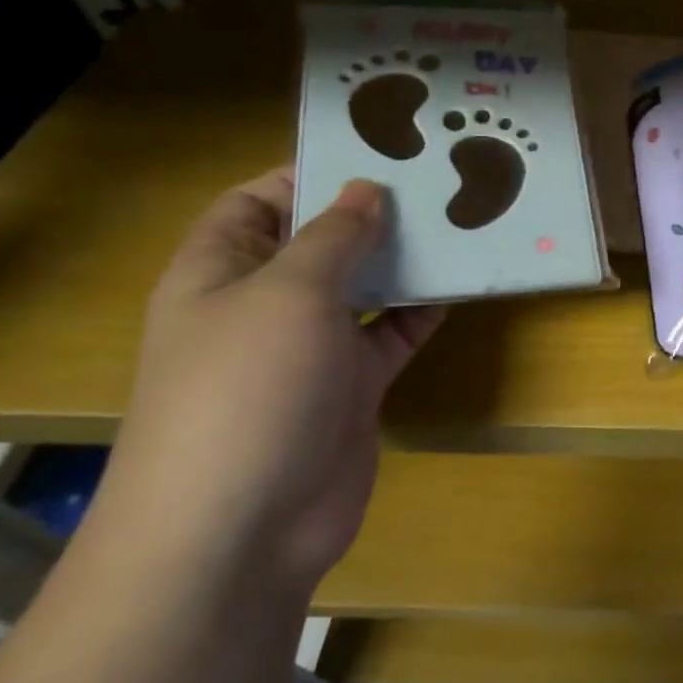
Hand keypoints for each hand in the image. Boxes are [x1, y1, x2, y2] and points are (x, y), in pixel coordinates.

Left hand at [98, 169, 443, 597]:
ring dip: (404, 259)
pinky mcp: (350, 386)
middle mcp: (262, 305)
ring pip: (362, 287)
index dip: (306, 172)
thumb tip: (367, 190)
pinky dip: (422, 310)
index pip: (257, 202)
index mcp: (220, 273)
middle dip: (370, 213)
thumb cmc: (247, 389)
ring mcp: (308, 349)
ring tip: (460, 221)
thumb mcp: (289, 292)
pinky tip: (462, 284)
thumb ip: (333, 235)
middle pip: (318, 242)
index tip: (373, 151)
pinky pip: (391, 334)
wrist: (242, 531)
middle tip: (435, 179)